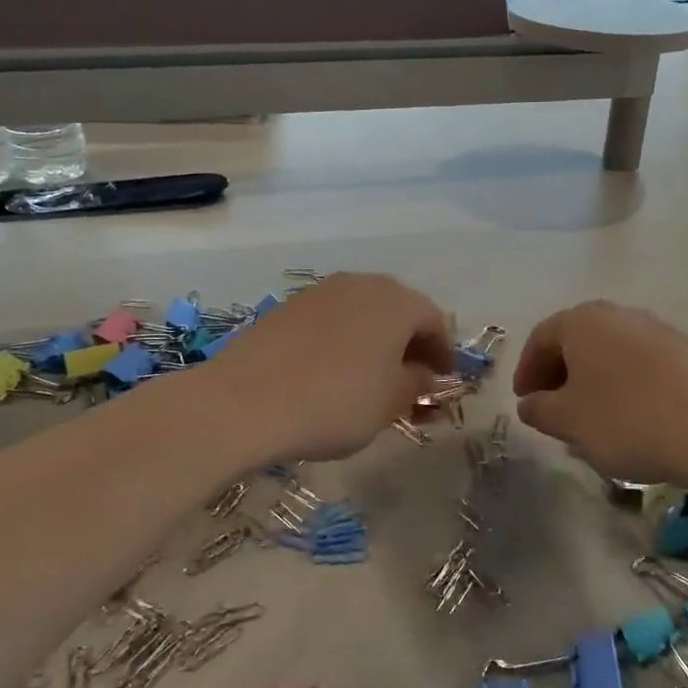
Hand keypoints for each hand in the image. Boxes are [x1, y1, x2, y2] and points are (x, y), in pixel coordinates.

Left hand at [203, 273, 453, 464]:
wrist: (245, 402)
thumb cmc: (335, 403)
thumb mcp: (389, 402)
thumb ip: (417, 383)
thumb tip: (425, 374)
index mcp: (396, 302)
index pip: (433, 321)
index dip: (442, 352)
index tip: (442, 381)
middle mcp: (361, 284)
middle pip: (398, 309)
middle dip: (409, 342)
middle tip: (411, 377)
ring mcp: (320, 291)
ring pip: (362, 311)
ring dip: (375, 339)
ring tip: (370, 375)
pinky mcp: (287, 306)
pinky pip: (330, 319)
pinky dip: (342, 339)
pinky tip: (331, 370)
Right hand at [513, 301, 687, 485]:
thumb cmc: (627, 421)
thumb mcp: (568, 421)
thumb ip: (539, 409)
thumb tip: (531, 403)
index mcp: (584, 321)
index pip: (541, 338)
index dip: (526, 370)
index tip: (524, 401)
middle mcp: (621, 314)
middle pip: (578, 341)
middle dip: (561, 373)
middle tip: (553, 407)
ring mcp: (661, 330)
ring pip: (613, 353)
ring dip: (595, 381)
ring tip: (593, 418)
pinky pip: (644, 366)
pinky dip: (628, 386)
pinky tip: (634, 419)